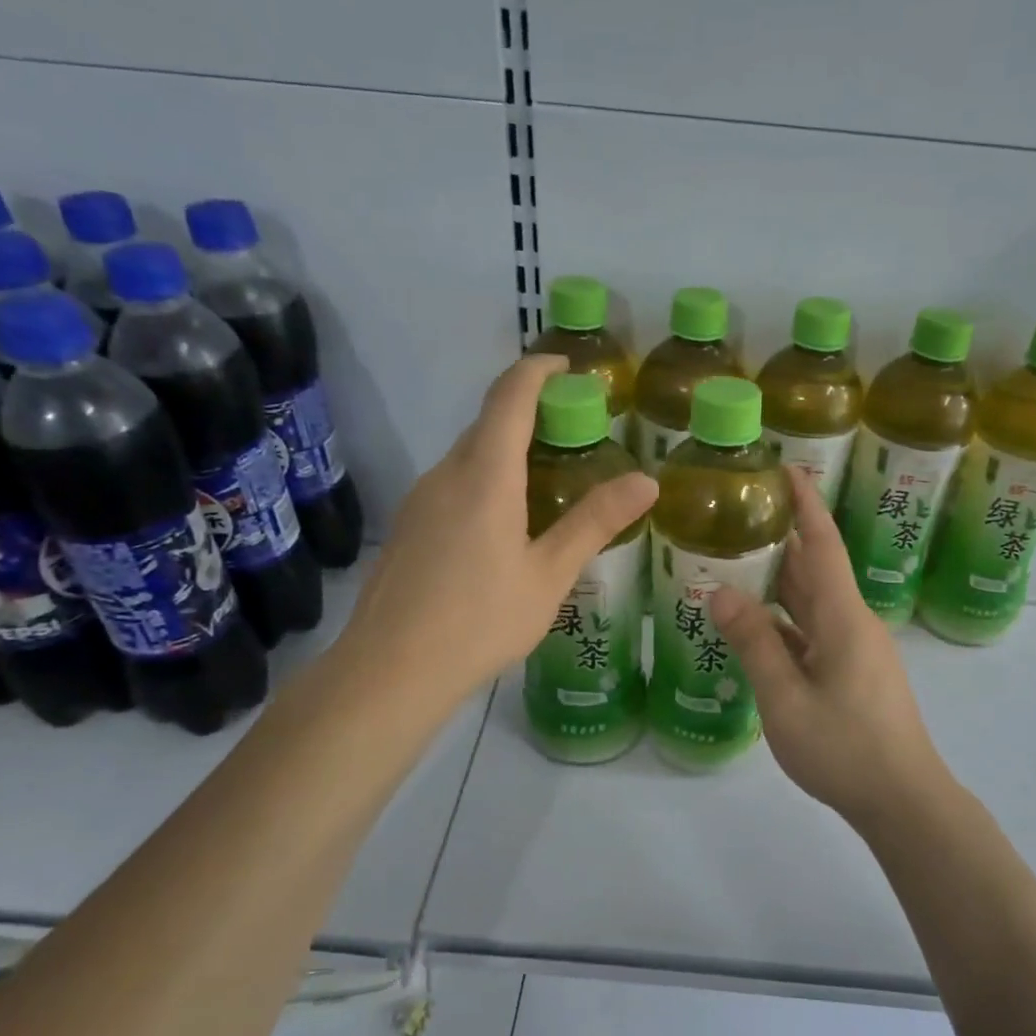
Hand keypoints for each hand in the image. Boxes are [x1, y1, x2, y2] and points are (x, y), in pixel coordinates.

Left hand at [344, 355, 656, 698]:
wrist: (390, 670)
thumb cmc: (479, 621)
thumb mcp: (549, 575)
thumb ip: (594, 522)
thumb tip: (646, 480)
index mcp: (485, 477)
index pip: (509, 398)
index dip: (537, 370)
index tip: (567, 365)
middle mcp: (446, 475)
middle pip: (488, 424)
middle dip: (529, 412)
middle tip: (574, 432)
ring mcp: (420, 500)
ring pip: (468, 456)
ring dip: (506, 449)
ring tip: (548, 479)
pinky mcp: (408, 526)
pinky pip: (453, 483)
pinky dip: (485, 479)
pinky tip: (504, 523)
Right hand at [710, 472, 944, 826]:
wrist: (903, 800)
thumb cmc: (845, 748)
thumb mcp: (787, 698)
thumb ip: (754, 643)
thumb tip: (720, 593)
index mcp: (843, 618)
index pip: (823, 545)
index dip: (806, 504)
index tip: (786, 468)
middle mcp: (852, 623)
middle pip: (814, 569)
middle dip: (782, 538)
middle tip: (739, 513)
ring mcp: (854, 649)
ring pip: (812, 603)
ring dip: (779, 581)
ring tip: (735, 560)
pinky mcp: (852, 672)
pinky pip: (812, 632)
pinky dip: (783, 621)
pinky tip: (752, 626)